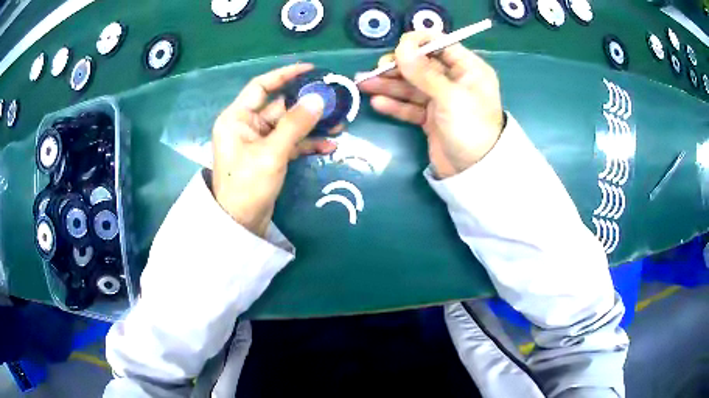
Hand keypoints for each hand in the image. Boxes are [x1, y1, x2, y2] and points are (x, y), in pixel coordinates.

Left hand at [212, 64, 338, 236]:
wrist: (241, 224)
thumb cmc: (247, 186)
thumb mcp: (271, 153)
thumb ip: (295, 124)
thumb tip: (319, 98)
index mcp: (237, 118)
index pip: (261, 86)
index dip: (285, 75)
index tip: (311, 69)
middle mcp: (247, 125)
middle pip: (280, 106)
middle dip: (307, 105)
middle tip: (335, 100)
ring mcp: (259, 141)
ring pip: (289, 125)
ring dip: (312, 125)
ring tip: (340, 124)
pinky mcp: (269, 156)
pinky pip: (291, 143)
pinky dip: (308, 143)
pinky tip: (329, 146)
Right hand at [359, 32, 504, 178]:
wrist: (474, 173)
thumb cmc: (470, 128)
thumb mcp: (450, 96)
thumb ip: (424, 72)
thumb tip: (402, 47)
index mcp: (469, 69)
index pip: (441, 45)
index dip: (418, 43)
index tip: (397, 49)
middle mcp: (455, 81)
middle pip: (422, 66)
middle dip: (397, 67)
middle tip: (375, 70)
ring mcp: (442, 100)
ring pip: (412, 86)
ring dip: (389, 85)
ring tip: (362, 84)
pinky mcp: (431, 118)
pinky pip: (410, 106)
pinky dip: (395, 104)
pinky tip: (377, 103)